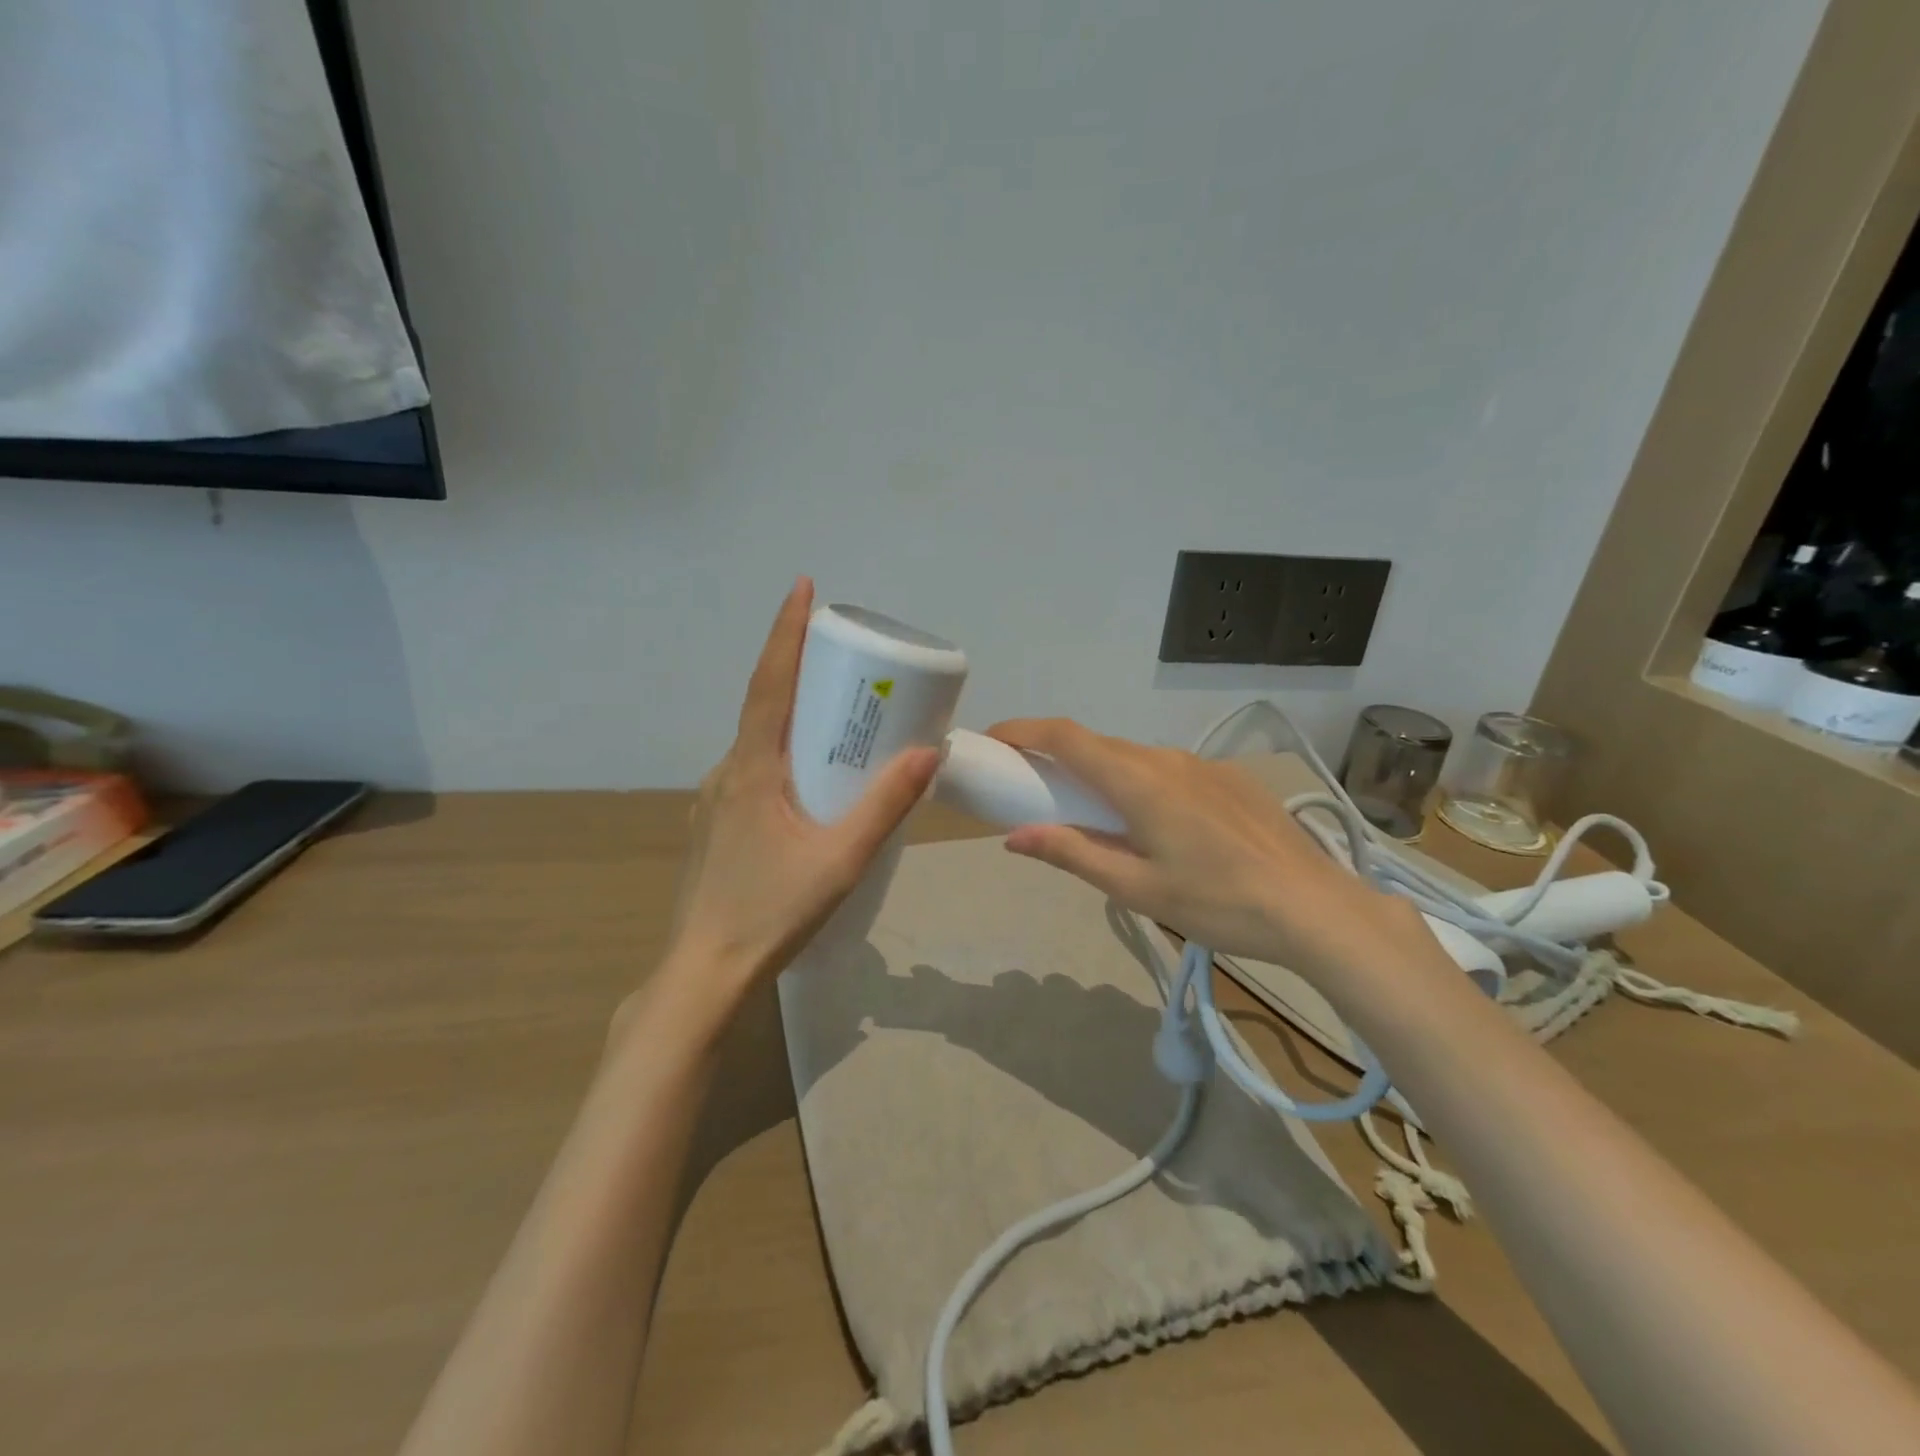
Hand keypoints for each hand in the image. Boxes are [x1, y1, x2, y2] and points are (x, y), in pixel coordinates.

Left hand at [659, 579, 939, 1015]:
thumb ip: (885, 806)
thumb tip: (927, 750)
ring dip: (794, 719)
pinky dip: (784, 756)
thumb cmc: (772, 912)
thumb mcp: (841, 859)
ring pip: (759, 744)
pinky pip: (754, 771)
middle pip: (766, 707)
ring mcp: (715, 799)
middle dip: (802, 672)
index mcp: (751, 769)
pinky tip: (810, 785)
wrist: (704, 971)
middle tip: (845, 658)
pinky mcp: (717, 824)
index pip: (770, 684)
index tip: (803, 587)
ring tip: (839, 721)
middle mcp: (727, 772)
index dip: (785, 632)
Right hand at [987, 718, 1430, 979]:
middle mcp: (1166, 759)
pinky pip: (1168, 769)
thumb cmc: (1218, 903)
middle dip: (1056, 756)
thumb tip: (1015, 836)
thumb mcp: (1137, 889)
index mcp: (1138, 781)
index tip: (993, 740)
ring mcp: (1202, 765)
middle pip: (1097, 745)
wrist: (1315, 909)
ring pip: (1134, 757)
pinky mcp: (1229, 779)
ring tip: (1092, 813)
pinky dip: (1139, 782)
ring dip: (1100, 772)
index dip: (1023, 731)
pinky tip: (1155, 823)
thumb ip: (1073, 854)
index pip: (1065, 737)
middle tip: (1032, 787)